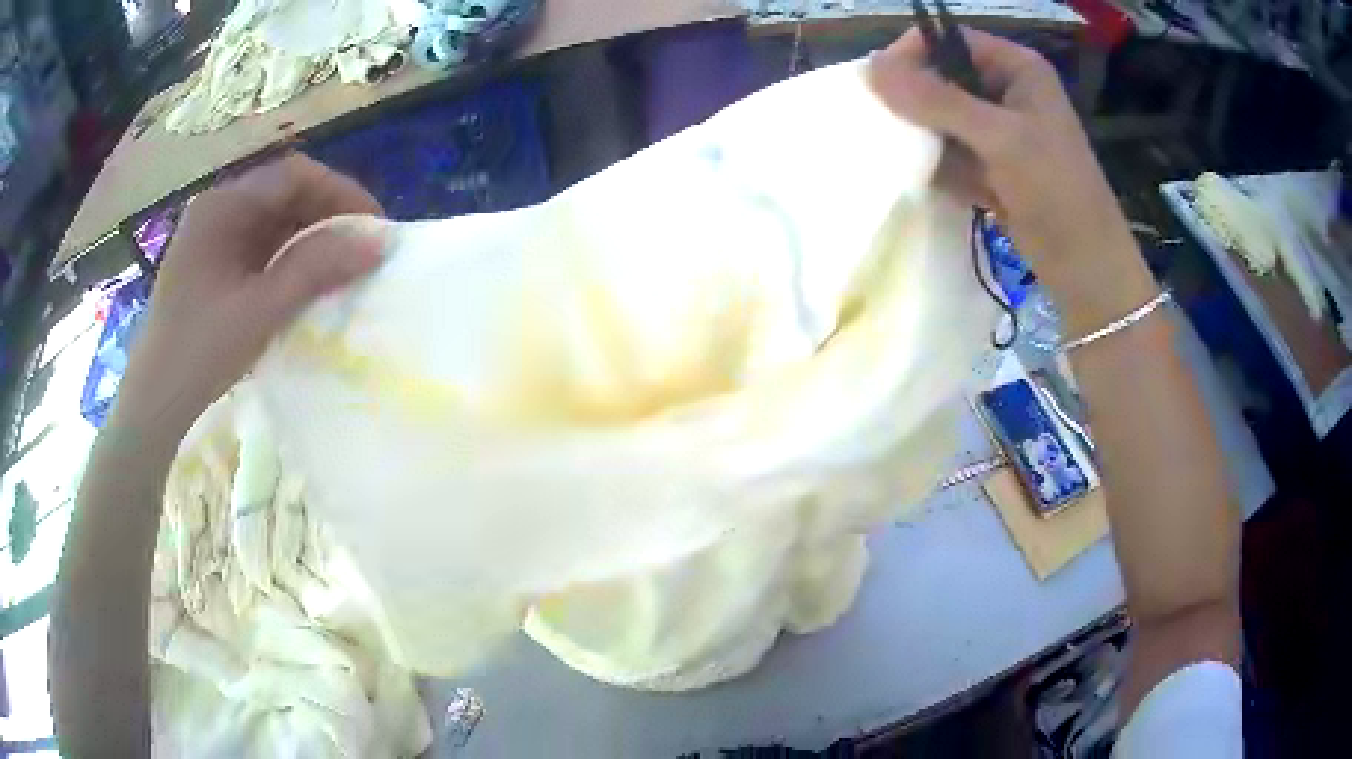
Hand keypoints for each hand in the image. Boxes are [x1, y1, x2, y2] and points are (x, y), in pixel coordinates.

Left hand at [114, 155, 383, 437]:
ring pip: (272, 221)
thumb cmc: (200, 352)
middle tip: (360, 249)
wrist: (153, 404)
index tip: (373, 227)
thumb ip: (317, 269)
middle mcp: (217, 209)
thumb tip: (380, 243)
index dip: (340, 193)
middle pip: (283, 194)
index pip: (294, 175)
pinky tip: (301, 281)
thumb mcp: (261, 310)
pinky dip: (286, 257)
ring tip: (338, 267)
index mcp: (223, 205)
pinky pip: (257, 246)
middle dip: (326, 215)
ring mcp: (211, 237)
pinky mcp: (210, 264)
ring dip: (308, 238)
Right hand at [868, 29, 1157, 330]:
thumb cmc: (1057, 193)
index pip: (949, 40)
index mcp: (1017, 69)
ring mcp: (999, 131)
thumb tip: (871, 67)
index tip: (882, 87)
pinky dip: (942, 168)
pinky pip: (950, 153)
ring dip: (928, 140)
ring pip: (942, 119)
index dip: (913, 55)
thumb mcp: (1000, 138)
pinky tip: (954, 188)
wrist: (1087, 269)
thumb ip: (937, 100)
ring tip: (927, 164)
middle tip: (896, 129)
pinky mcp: (993, 165)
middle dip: (918, 104)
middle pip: (942, 78)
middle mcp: (1006, 91)